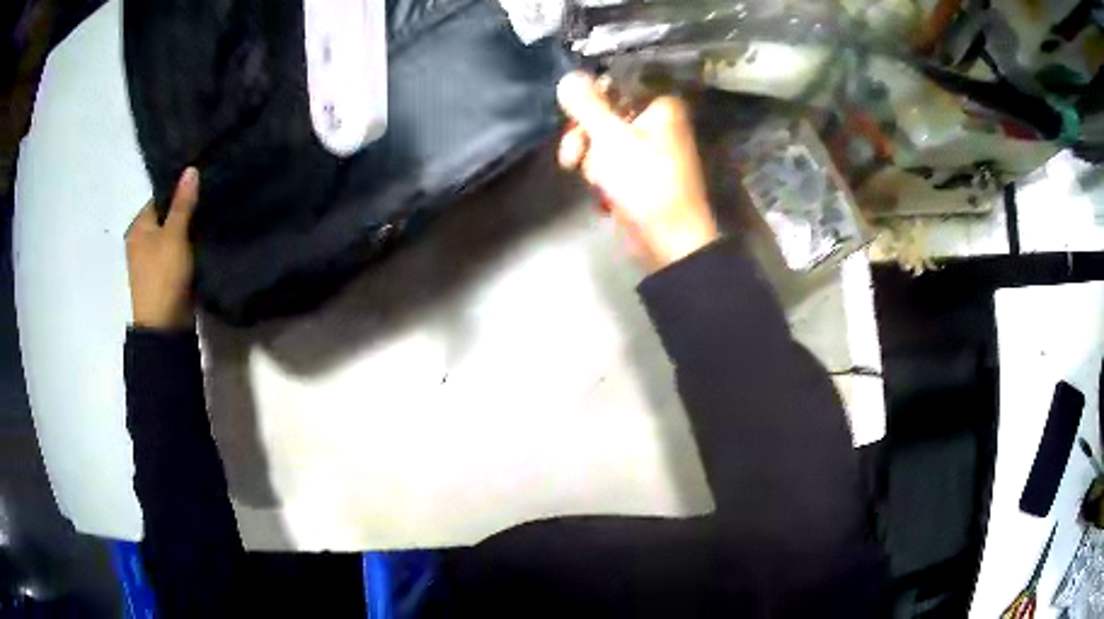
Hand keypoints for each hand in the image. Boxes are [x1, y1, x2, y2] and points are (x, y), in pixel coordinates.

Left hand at [126, 168, 198, 329]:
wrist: (164, 327)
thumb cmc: (163, 276)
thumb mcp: (174, 235)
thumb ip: (183, 203)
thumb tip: (191, 169)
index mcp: (138, 226)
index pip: (160, 197)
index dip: (179, 191)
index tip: (202, 185)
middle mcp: (141, 240)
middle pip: (166, 216)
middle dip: (185, 210)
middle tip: (209, 200)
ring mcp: (150, 260)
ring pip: (172, 235)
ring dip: (187, 230)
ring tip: (209, 217)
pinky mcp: (162, 276)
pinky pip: (176, 252)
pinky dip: (187, 247)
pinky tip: (203, 241)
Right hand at [556, 72, 717, 270]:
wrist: (668, 241)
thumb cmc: (645, 184)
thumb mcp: (611, 139)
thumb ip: (587, 105)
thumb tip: (568, 76)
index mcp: (659, 105)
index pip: (614, 84)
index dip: (589, 99)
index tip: (571, 117)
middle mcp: (656, 122)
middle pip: (604, 113)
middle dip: (585, 138)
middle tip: (573, 157)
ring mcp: (648, 149)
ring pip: (602, 140)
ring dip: (591, 162)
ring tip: (597, 184)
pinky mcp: (639, 173)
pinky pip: (609, 163)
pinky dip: (602, 178)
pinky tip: (604, 195)